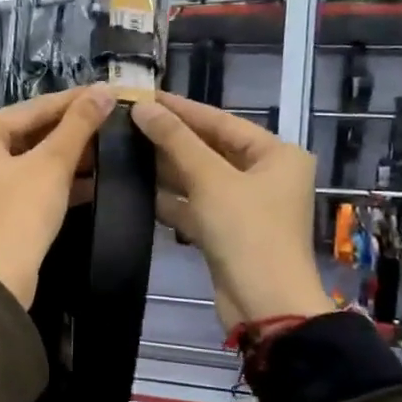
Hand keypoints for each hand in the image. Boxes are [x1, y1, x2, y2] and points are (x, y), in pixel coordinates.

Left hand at [0, 85, 115, 307]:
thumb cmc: (19, 212)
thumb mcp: (52, 164)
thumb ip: (78, 125)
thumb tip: (104, 90)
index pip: (30, 108)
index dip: (72, 101)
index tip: (105, 92)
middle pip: (25, 133)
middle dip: (68, 131)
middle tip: (107, 120)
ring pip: (24, 161)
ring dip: (62, 158)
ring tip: (103, 149)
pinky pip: (20, 184)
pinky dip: (49, 181)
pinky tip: (87, 181)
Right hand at [131, 92, 330, 330]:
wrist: (265, 305)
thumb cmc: (247, 232)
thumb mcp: (210, 180)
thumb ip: (175, 141)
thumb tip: (142, 107)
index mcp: (277, 155)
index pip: (221, 121)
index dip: (181, 109)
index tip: (143, 96)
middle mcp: (266, 176)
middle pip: (211, 148)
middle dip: (170, 138)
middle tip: (127, 121)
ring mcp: (247, 206)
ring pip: (200, 178)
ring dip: (167, 168)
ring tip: (125, 149)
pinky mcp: (227, 232)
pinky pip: (196, 205)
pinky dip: (171, 198)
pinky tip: (137, 188)